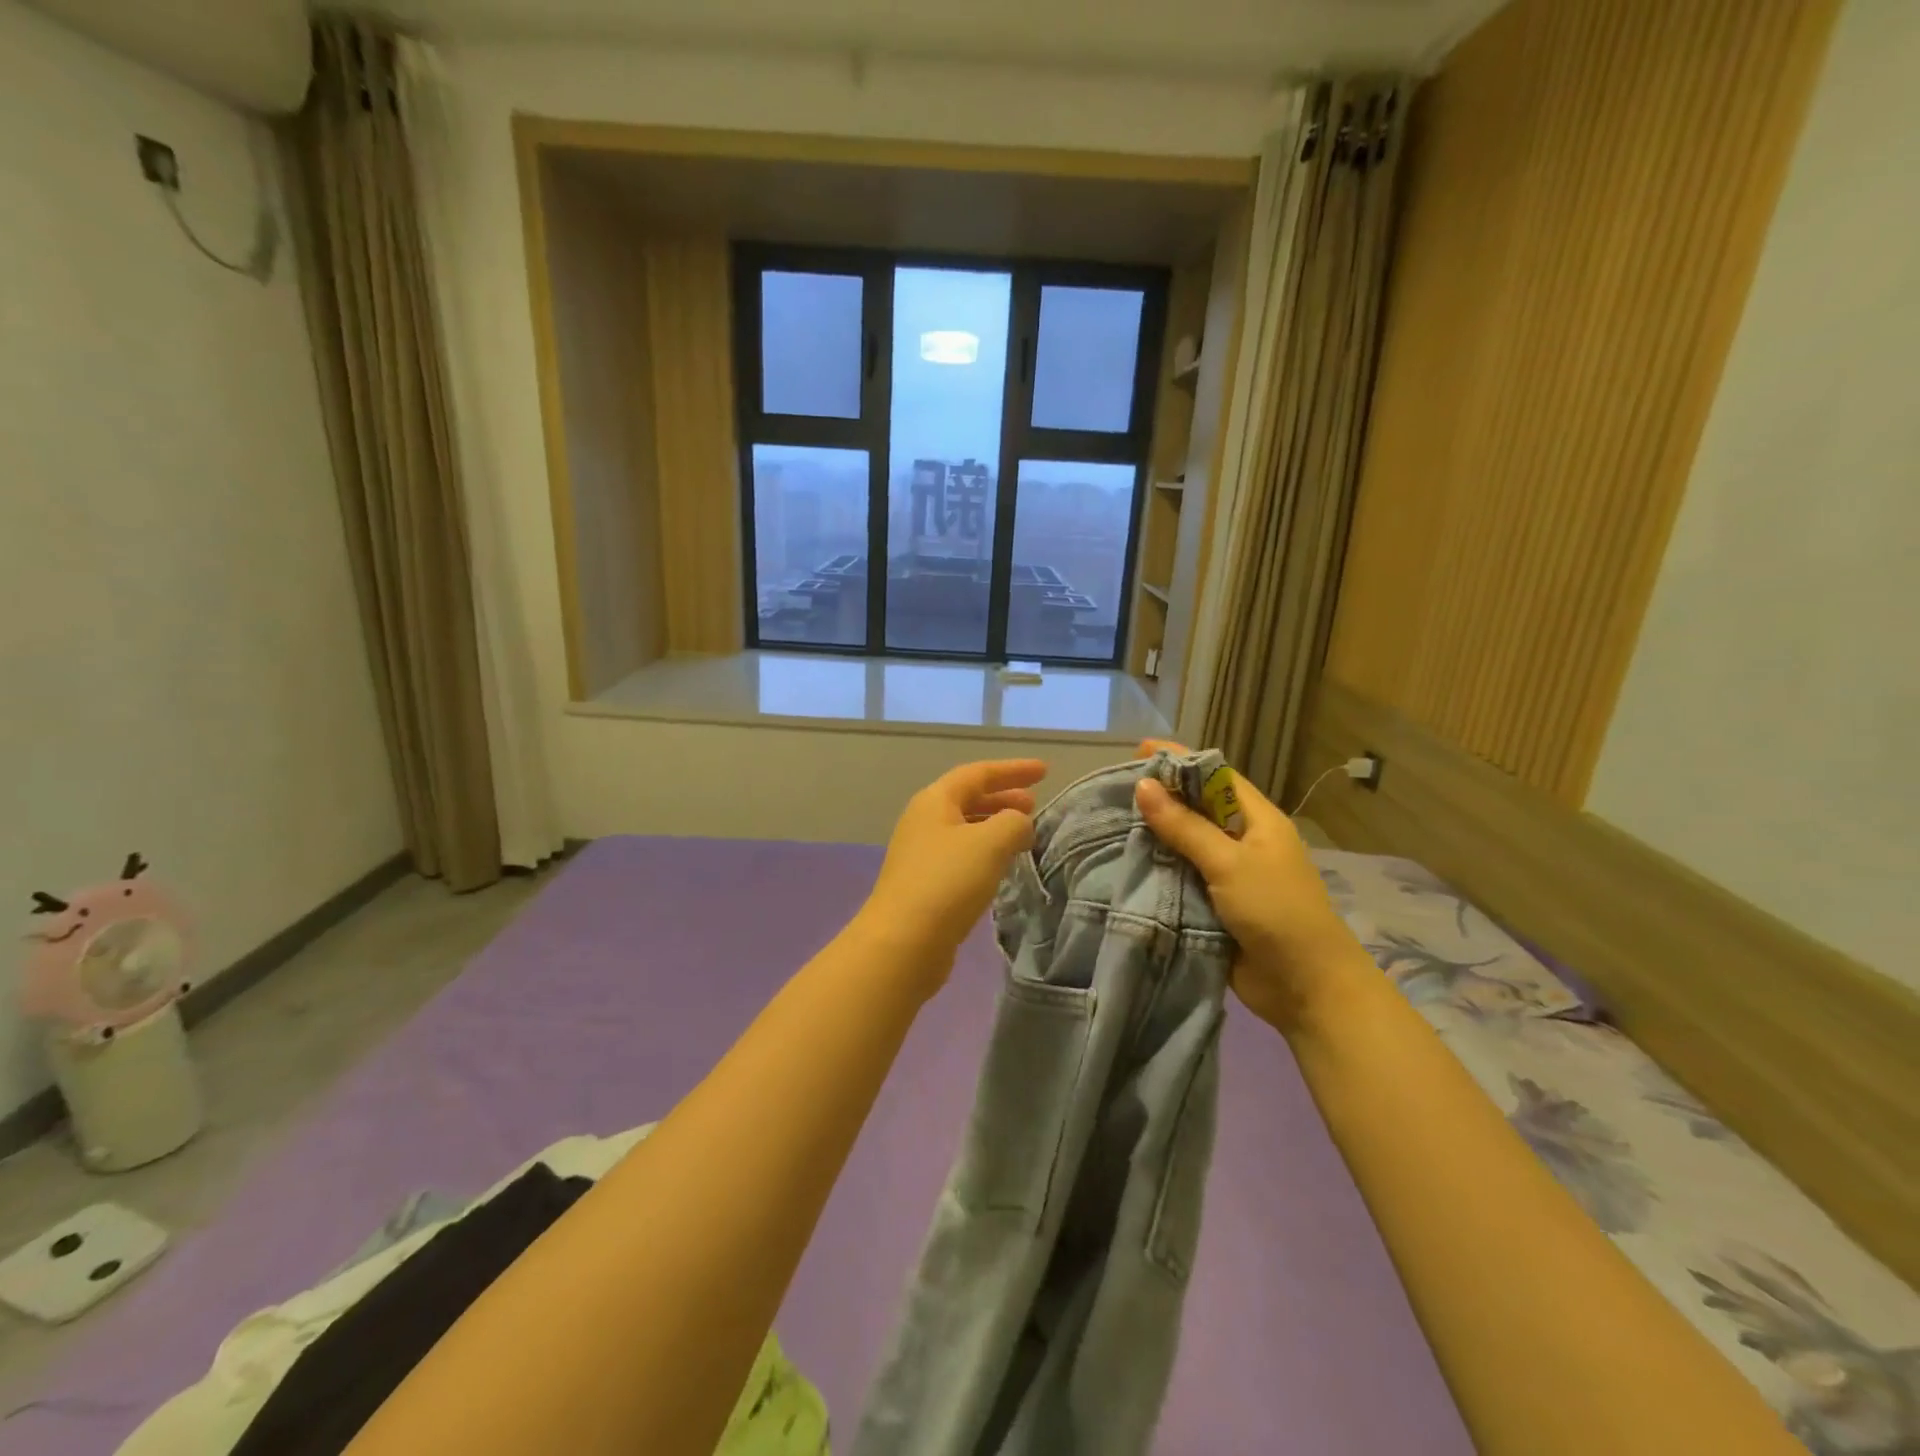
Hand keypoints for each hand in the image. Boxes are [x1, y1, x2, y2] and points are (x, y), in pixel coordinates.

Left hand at [858, 759, 1046, 983]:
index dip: (1013, 770)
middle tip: (1035, 804)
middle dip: (1003, 797)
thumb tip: (1019, 823)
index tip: (1045, 771)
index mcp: (935, 801)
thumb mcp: (990, 843)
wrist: (902, 943)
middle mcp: (924, 821)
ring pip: (965, 828)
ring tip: (1024, 834)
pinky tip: (1002, 866)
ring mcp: (921, 854)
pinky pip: (962, 855)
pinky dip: (986, 851)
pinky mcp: (925, 884)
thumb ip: (1014, 822)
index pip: (978, 773)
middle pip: (968, 798)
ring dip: (995, 825)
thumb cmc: (947, 882)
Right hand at [1132, 740, 1368, 1033]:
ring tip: (1110, 820)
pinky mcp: (1214, 904)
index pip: (1216, 776)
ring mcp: (1228, 874)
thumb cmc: (1275, 911)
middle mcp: (1242, 841)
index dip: (1181, 760)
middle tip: (1115, 787)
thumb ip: (1185, 826)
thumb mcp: (1229, 863)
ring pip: (1185, 843)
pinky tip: (1125, 862)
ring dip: (1154, 834)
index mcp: (1257, 820)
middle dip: (1161, 796)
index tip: (1140, 749)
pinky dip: (1157, 869)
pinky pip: (1180, 877)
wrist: (1305, 987)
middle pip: (1197, 808)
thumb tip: (1143, 786)